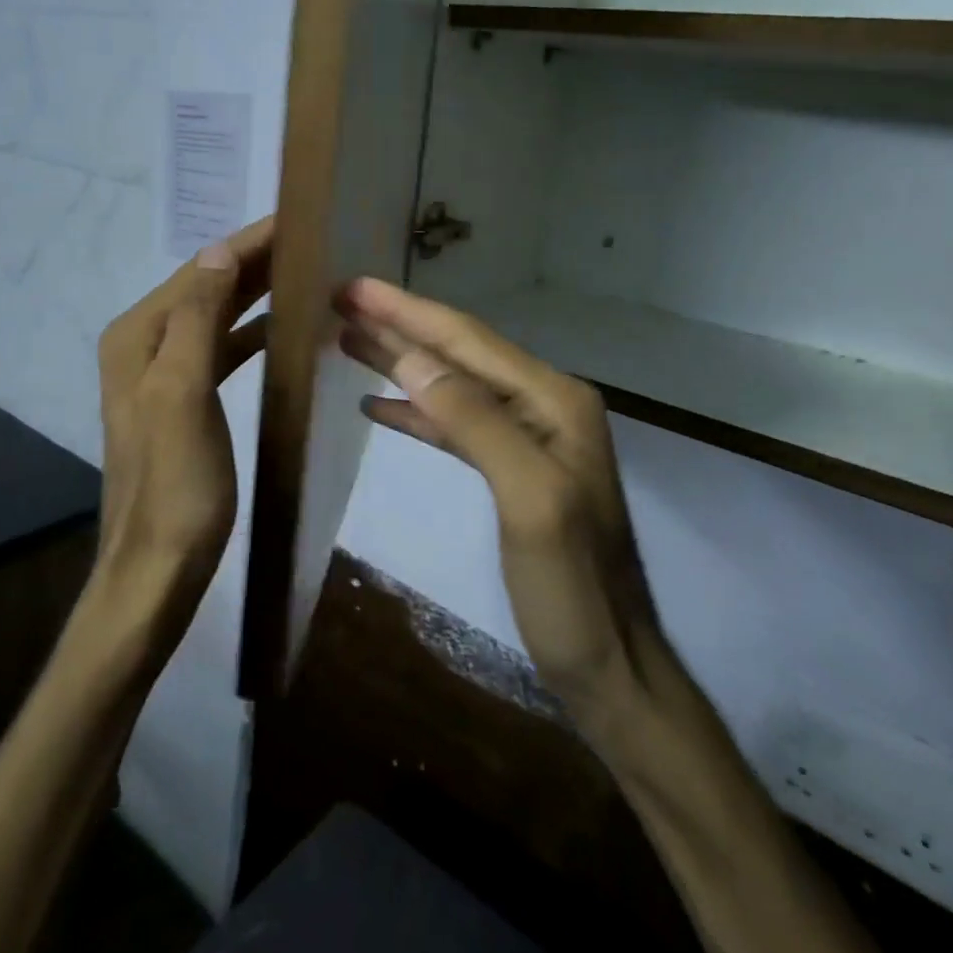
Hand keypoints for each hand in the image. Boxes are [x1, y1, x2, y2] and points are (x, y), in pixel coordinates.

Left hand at [95, 216, 273, 609]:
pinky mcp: (184, 400)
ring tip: (304, 275)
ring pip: (216, 317)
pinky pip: (221, 350)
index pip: (200, 271)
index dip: (246, 245)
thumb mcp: (183, 394)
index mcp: (138, 337)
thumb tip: (219, 251)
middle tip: (310, 242)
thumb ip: (197, 320)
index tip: (294, 221)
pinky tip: (282, 331)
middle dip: (254, 263)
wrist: (158, 567)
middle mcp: (144, 346)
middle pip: (206, 288)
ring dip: (255, 295)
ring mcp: (163, 374)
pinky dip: (251, 333)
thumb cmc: (176, 483)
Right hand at [338, 278, 663, 719]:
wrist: (612, 665)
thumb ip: (474, 422)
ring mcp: (528, 437)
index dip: (408, 311)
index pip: (468, 341)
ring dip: (401, 361)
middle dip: (399, 326)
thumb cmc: (573, 589)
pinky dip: (416, 410)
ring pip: (451, 385)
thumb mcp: (528, 500)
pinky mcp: (510, 469)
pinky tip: (378, 403)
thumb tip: (413, 360)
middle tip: (340, 301)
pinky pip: (454, 425)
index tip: (353, 287)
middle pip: (458, 354)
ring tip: (347, 339)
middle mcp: (543, 405)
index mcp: (553, 400)